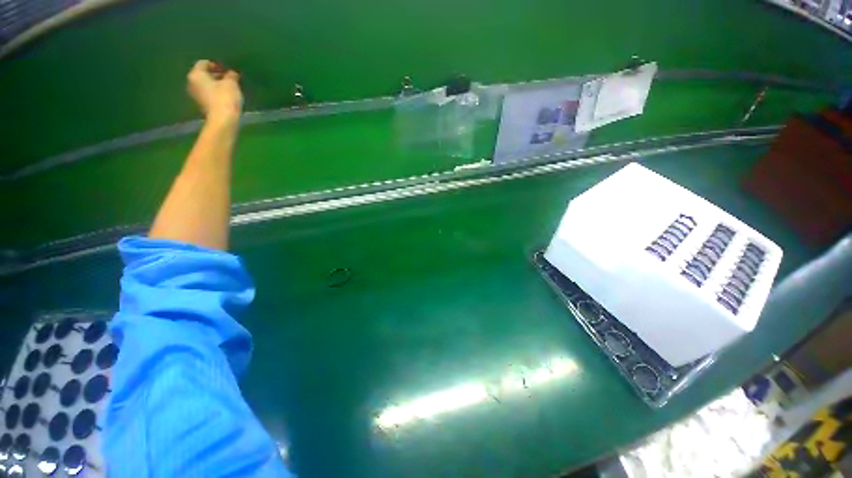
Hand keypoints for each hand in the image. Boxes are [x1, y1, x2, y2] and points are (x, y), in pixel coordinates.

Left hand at [187, 60, 242, 124]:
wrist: (223, 120)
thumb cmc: (225, 98)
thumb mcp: (231, 83)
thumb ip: (231, 75)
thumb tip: (231, 73)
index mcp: (196, 74)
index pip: (204, 63)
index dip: (216, 64)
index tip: (226, 69)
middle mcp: (191, 83)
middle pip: (203, 74)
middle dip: (215, 75)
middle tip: (228, 78)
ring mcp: (195, 95)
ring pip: (205, 85)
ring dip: (216, 84)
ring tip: (228, 87)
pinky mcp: (202, 105)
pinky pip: (208, 94)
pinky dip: (215, 93)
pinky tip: (225, 96)